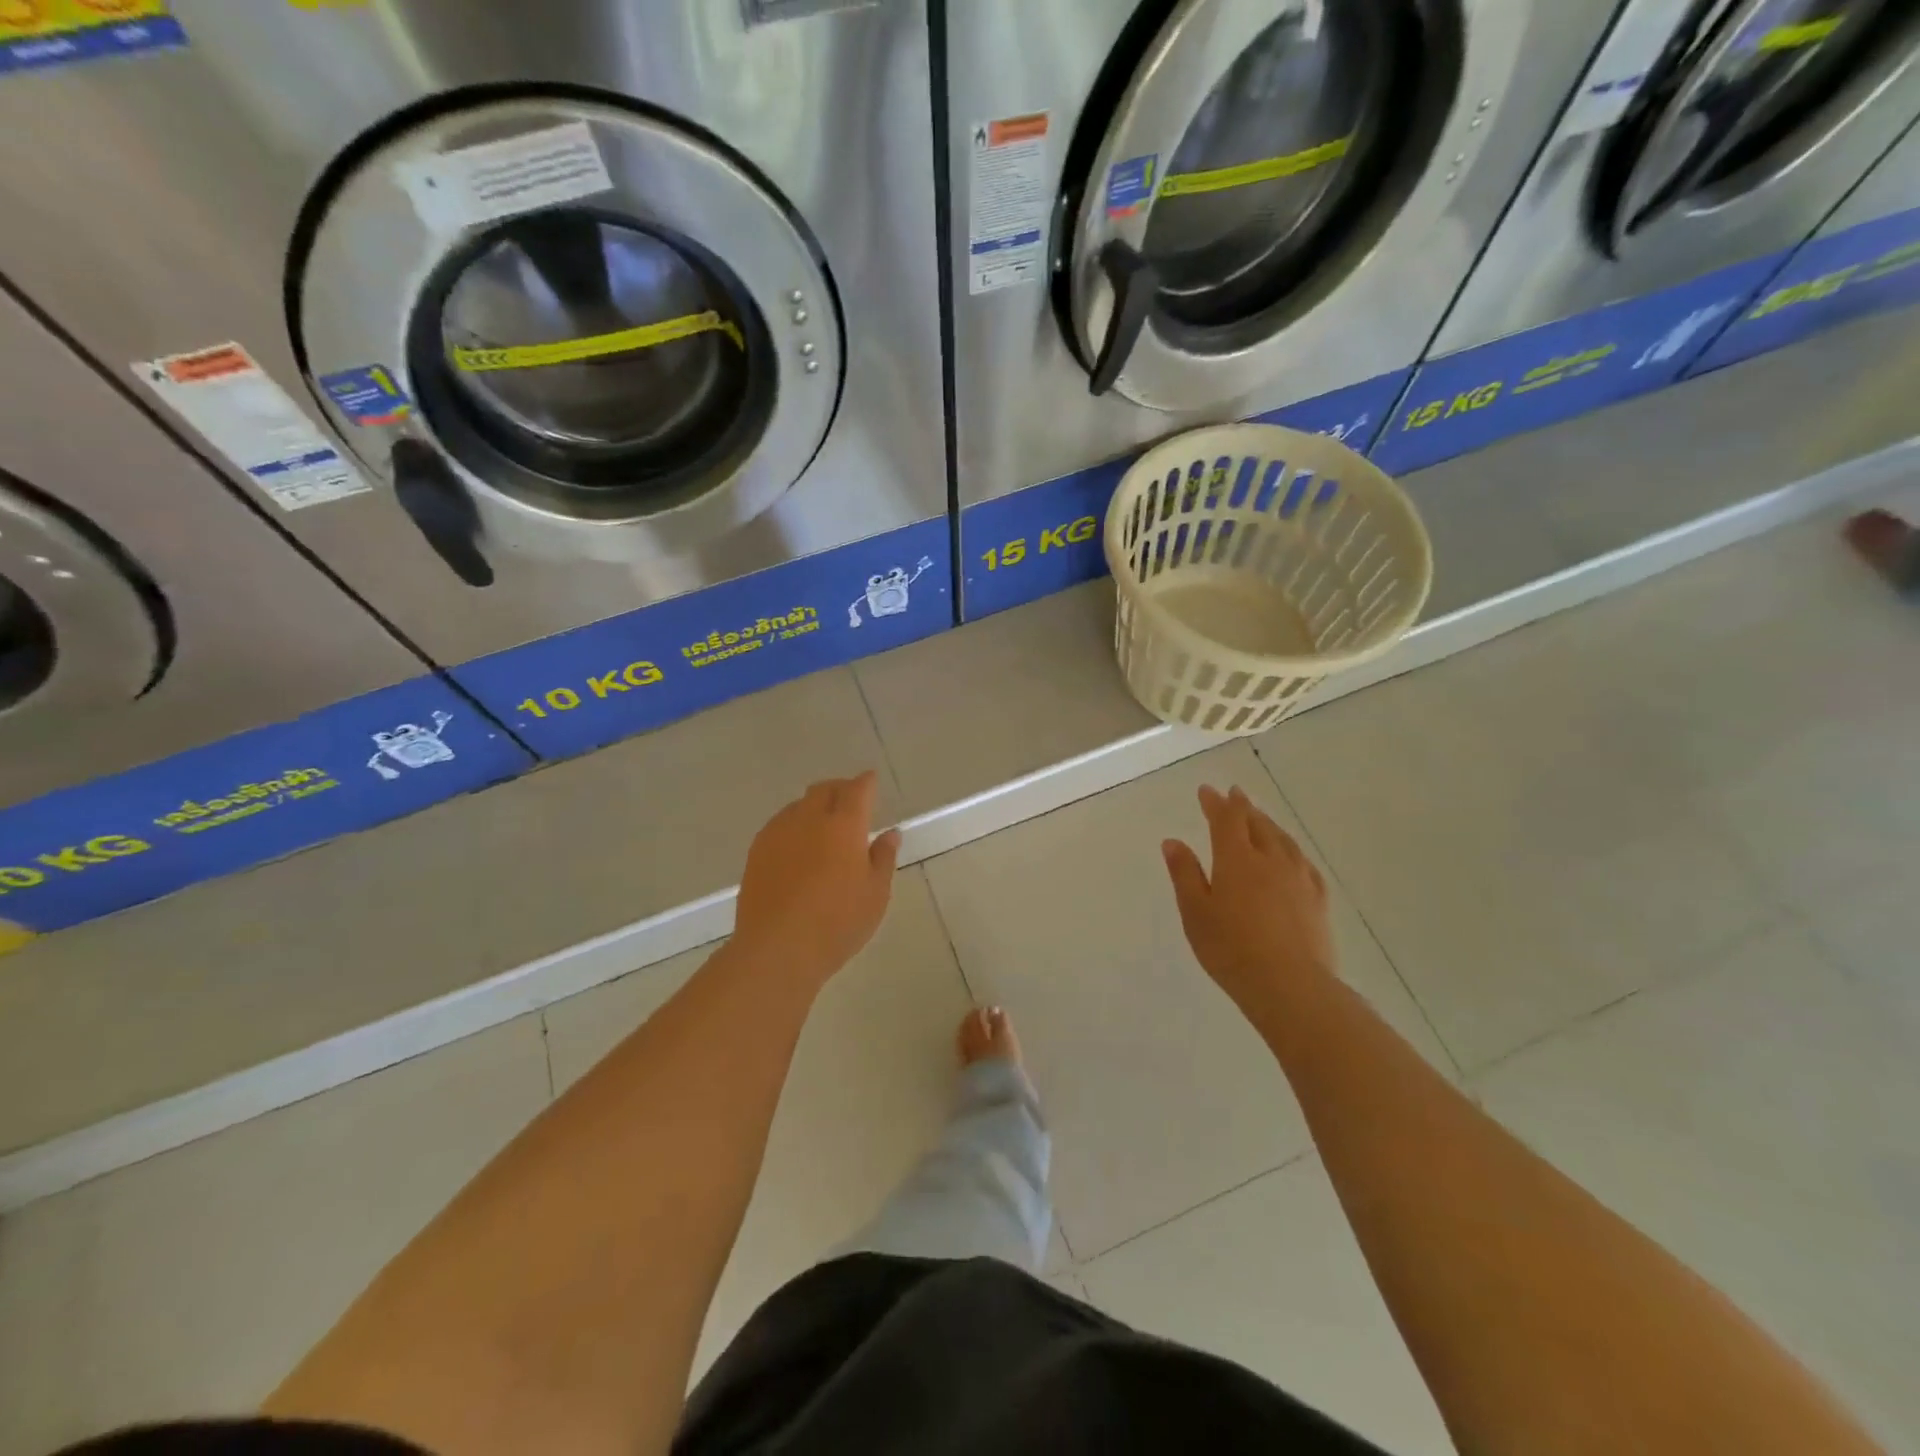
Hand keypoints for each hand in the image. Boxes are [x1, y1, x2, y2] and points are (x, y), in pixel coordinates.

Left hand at [733, 771, 899, 988]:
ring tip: (824, 826)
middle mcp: (809, 819)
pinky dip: (794, 825)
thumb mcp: (875, 894)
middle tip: (850, 801)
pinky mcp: (757, 851)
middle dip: (840, 788)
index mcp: (844, 825)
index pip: (858, 790)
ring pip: (799, 805)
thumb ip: (883, 858)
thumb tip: (889, 833)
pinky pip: (780, 824)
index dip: (866, 782)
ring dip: (814, 806)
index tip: (871, 781)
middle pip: (824, 789)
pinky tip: (798, 847)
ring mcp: (778, 832)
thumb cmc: (837, 923)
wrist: (776, 949)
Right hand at [1162, 785, 1337, 1024]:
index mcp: (1236, 860)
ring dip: (1268, 823)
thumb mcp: (1195, 912)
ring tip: (1260, 818)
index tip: (1207, 790)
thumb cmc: (1231, 949)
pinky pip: (1303, 862)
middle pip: (1257, 824)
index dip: (1216, 803)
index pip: (1226, 820)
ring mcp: (1299, 878)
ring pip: (1283, 840)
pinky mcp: (1318, 900)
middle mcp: (1270, 860)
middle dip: (1242, 807)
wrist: (1290, 986)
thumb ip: (1185, 874)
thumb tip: (1173, 841)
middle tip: (1234, 794)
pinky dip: (1291, 849)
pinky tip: (1291, 855)